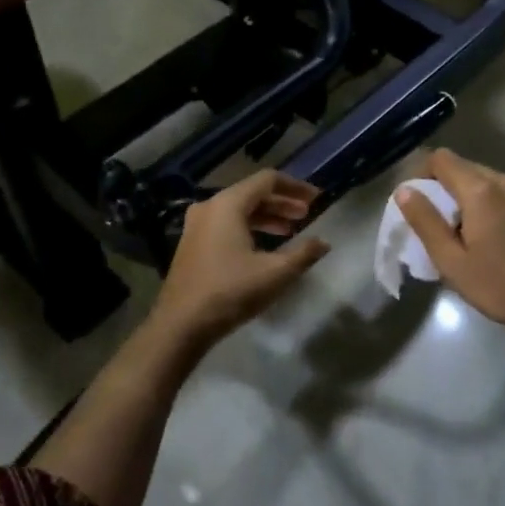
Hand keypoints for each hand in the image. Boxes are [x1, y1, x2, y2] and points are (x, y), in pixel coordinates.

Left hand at [148, 170, 331, 347]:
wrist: (180, 325)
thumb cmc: (230, 292)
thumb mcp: (274, 273)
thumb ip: (303, 254)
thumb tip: (324, 243)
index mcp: (228, 204)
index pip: (267, 180)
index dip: (295, 187)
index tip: (316, 199)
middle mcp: (210, 206)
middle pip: (252, 193)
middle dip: (282, 203)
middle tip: (306, 216)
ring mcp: (197, 225)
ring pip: (238, 210)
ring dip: (266, 217)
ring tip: (289, 231)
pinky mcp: (192, 243)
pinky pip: (226, 224)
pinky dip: (248, 228)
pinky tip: (264, 247)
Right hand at [397, 149, 504, 340]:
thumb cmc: (497, 286)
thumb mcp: (450, 260)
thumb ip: (425, 221)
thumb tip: (405, 191)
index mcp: (480, 190)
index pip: (441, 159)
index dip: (421, 173)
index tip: (415, 202)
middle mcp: (504, 182)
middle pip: (463, 167)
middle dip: (442, 187)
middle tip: (434, 222)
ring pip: (484, 181)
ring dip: (465, 197)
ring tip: (460, 233)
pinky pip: (503, 195)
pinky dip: (487, 206)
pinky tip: (490, 240)